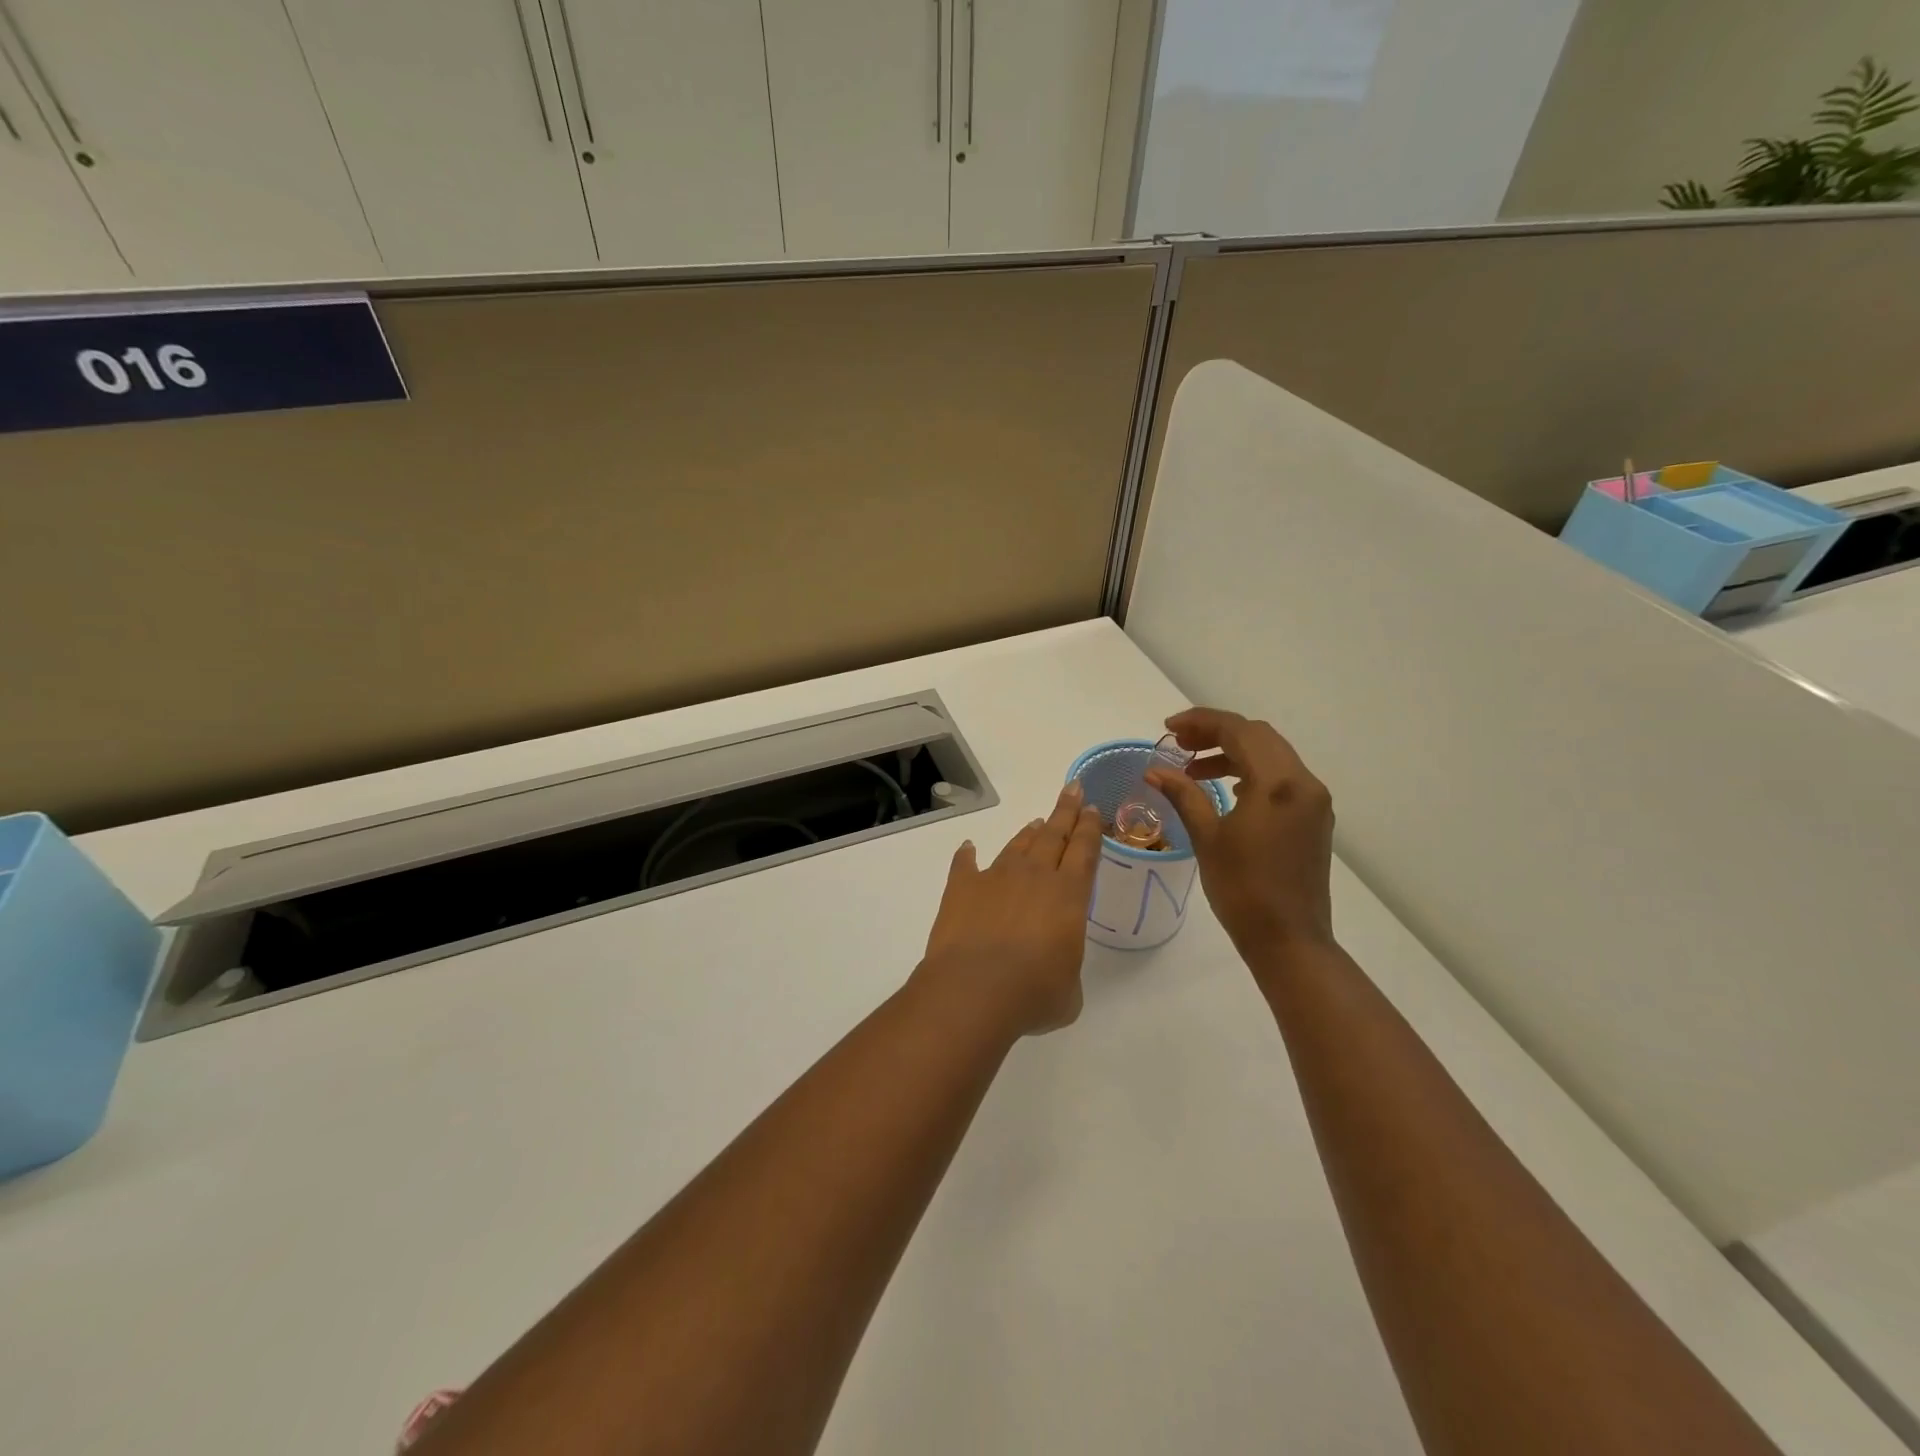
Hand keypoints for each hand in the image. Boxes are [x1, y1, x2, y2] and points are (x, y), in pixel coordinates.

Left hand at [918, 783, 1102, 1035]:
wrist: (974, 990)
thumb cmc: (1033, 994)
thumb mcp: (1068, 992)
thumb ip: (1065, 970)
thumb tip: (1052, 970)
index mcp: (1069, 895)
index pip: (1085, 850)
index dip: (1090, 827)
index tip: (1092, 808)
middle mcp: (1035, 876)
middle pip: (1055, 834)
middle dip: (1066, 811)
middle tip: (1073, 789)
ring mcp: (995, 877)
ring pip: (1017, 846)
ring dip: (1028, 833)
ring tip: (1036, 823)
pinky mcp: (962, 888)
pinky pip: (965, 864)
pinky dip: (967, 855)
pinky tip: (968, 848)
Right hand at [1145, 707, 1336, 969]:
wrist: (1288, 939)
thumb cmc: (1242, 889)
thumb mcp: (1207, 837)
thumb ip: (1183, 795)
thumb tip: (1155, 770)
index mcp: (1278, 784)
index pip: (1239, 731)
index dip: (1201, 722)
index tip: (1168, 728)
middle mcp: (1303, 783)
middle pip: (1258, 736)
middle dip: (1216, 733)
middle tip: (1179, 744)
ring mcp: (1314, 801)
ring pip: (1272, 755)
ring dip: (1233, 752)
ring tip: (1194, 769)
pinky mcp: (1314, 818)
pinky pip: (1282, 777)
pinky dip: (1252, 772)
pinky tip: (1228, 790)